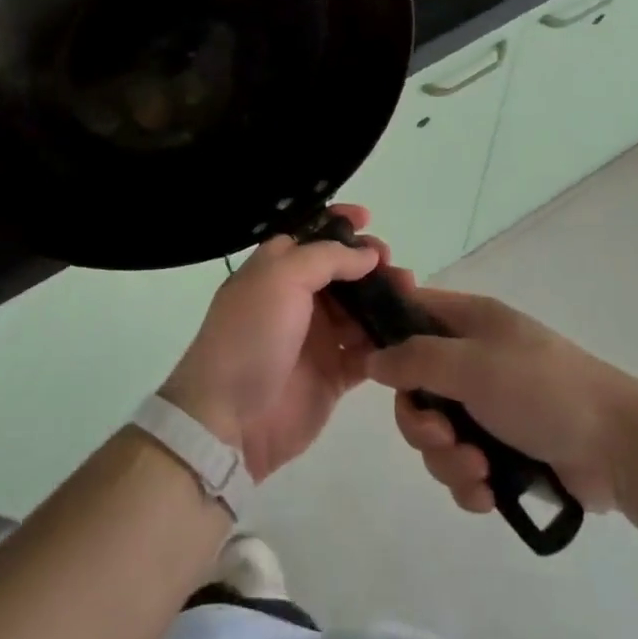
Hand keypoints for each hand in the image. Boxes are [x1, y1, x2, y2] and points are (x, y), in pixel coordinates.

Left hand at [160, 205, 393, 481]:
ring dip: (384, 299)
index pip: (312, 236)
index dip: (339, 225)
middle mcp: (297, 299)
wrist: (229, 419)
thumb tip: (368, 254)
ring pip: (360, 310)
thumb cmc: (251, 335)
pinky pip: (366, 352)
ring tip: (408, 295)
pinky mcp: (333, 375)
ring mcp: (316, 338)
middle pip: (343, 272)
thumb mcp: (281, 278)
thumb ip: (327, 258)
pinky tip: (403, 333)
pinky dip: (385, 342)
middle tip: (392, 266)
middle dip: (371, 263)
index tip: (368, 219)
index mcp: (277, 269)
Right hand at [366, 289, 637, 514]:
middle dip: (422, 423)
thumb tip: (371, 359)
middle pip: (415, 387)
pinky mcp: (503, 450)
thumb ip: (416, 360)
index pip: (410, 312)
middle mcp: (473, 359)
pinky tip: (489, 494)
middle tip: (444, 438)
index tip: (364, 367)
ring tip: (480, 471)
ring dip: (448, 460)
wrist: (619, 448)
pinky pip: (462, 466)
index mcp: (469, 322)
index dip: (383, 335)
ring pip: (436, 434)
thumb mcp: (473, 365)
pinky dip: (469, 482)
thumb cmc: (541, 390)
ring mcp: (488, 406)